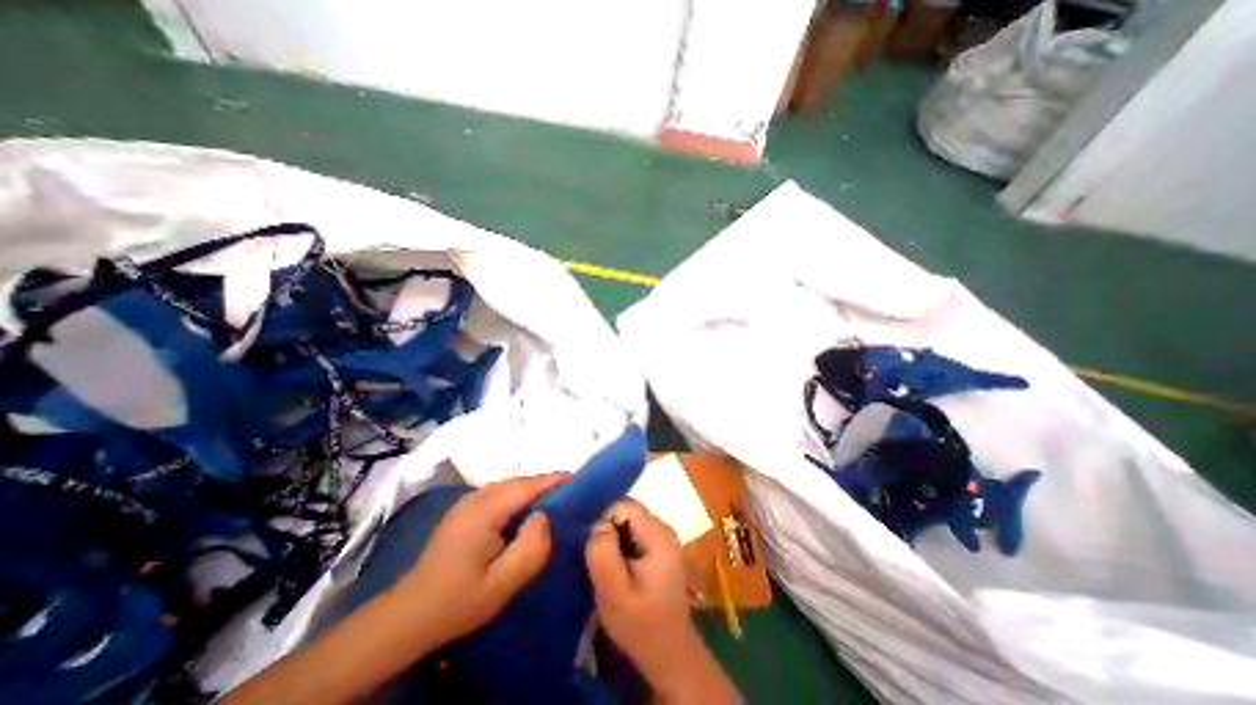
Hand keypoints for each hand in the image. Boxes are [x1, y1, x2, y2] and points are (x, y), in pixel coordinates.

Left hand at [392, 475, 563, 649]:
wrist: (409, 615)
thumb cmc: (459, 600)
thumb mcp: (502, 583)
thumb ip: (530, 548)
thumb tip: (543, 517)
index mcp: (484, 511)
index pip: (525, 486)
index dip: (551, 479)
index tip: (575, 477)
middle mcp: (475, 499)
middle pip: (516, 482)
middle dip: (543, 483)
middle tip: (568, 491)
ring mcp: (466, 503)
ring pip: (507, 486)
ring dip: (529, 489)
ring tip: (551, 499)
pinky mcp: (463, 511)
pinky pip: (497, 494)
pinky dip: (516, 495)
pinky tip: (523, 511)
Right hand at [586, 499, 738, 703]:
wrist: (669, 655)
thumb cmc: (641, 625)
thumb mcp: (614, 592)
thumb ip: (603, 553)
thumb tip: (597, 525)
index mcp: (658, 534)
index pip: (624, 505)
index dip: (603, 521)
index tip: (592, 548)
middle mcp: (663, 529)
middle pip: (627, 512)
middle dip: (607, 531)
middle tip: (595, 559)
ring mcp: (662, 540)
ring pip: (628, 524)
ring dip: (612, 541)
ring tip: (603, 566)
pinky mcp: (658, 551)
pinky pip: (633, 536)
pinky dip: (620, 548)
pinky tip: (615, 570)